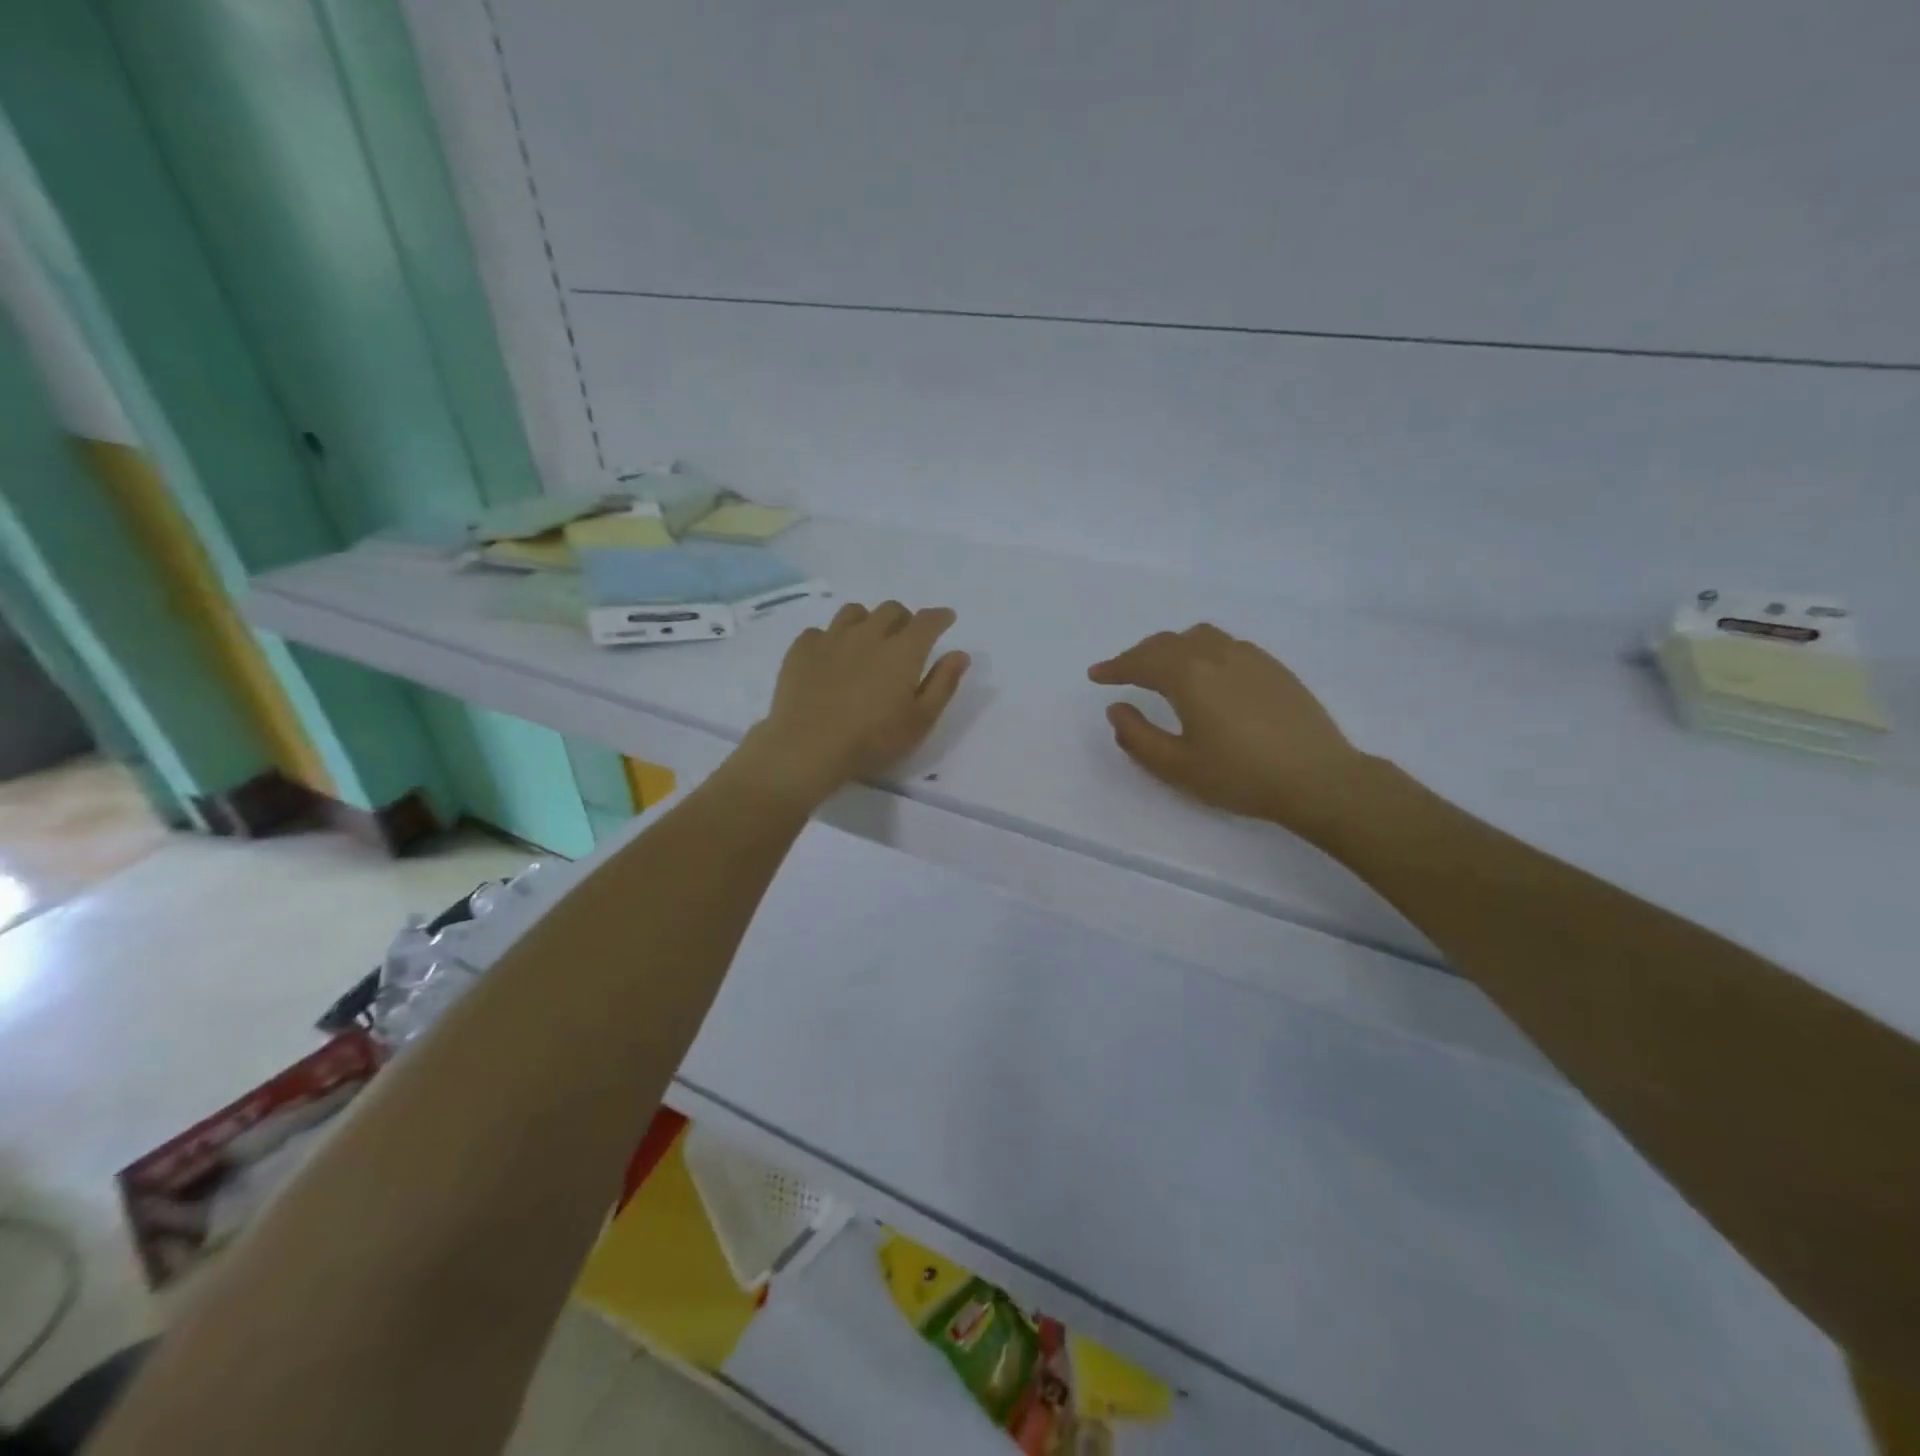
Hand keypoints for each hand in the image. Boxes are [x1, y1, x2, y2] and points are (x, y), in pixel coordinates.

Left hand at [740, 600, 969, 803]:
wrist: (807, 747)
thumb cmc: (872, 740)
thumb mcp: (920, 720)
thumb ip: (943, 684)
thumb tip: (959, 654)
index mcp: (903, 651)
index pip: (928, 621)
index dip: (940, 617)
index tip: (946, 618)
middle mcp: (868, 634)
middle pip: (890, 610)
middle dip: (904, 618)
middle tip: (906, 637)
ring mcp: (831, 639)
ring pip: (854, 613)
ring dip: (867, 621)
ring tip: (867, 640)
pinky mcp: (801, 650)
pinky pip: (819, 632)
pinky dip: (830, 639)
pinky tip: (830, 657)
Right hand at [1088, 624, 1368, 829]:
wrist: (1318, 778)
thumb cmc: (1240, 775)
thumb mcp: (1177, 766)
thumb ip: (1137, 736)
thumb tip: (1117, 709)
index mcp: (1188, 675)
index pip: (1140, 662)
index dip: (1114, 667)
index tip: (1096, 675)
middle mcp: (1216, 654)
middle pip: (1167, 643)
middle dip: (1139, 655)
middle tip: (1123, 673)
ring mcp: (1249, 656)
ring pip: (1198, 637)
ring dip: (1171, 647)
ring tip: (1163, 669)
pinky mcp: (1273, 667)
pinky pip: (1225, 645)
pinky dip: (1201, 650)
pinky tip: (1207, 675)